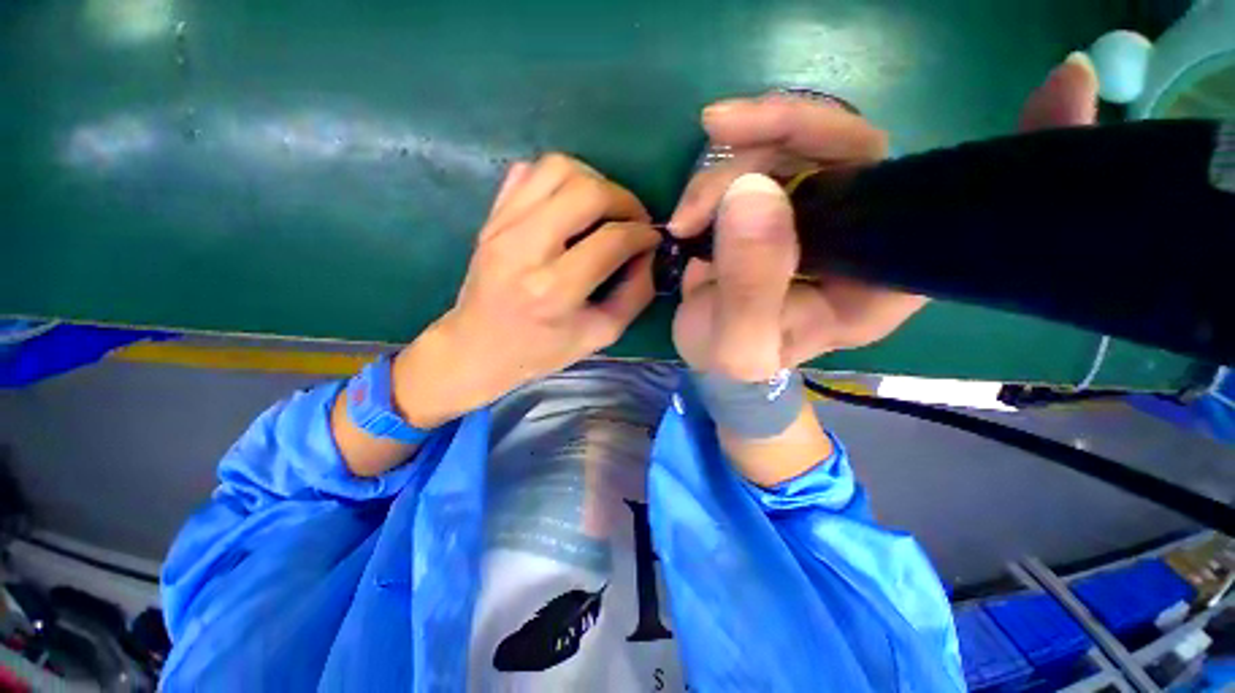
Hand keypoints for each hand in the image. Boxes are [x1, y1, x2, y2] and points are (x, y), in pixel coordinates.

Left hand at [395, 154, 658, 426]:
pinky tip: (569, 205)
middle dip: (625, 199)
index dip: (642, 234)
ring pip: (558, 168)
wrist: (477, 348)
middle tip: (634, 220)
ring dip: (594, 181)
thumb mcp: (601, 334)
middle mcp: (526, 249)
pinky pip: (529, 172)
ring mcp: (502, 227)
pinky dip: (559, 180)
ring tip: (605, 208)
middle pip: (587, 191)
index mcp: (554, 290)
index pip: (612, 240)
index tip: (652, 239)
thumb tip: (647, 252)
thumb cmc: (542, 350)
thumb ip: (636, 293)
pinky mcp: (491, 218)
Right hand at [670, 55, 1099, 376]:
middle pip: (852, 146)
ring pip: (794, 146)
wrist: (714, 357)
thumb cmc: (738, 364)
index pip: (965, 210)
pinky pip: (762, 159)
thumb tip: (750, 193)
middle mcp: (866, 234)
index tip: (1068, 81)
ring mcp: (821, 212)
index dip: (1023, 149)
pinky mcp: (781, 204)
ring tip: (687, 215)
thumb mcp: (739, 345)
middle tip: (719, 129)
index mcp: (882, 278)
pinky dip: (721, 169)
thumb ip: (749, 287)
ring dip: (732, 161)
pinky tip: (690, 207)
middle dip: (782, 128)